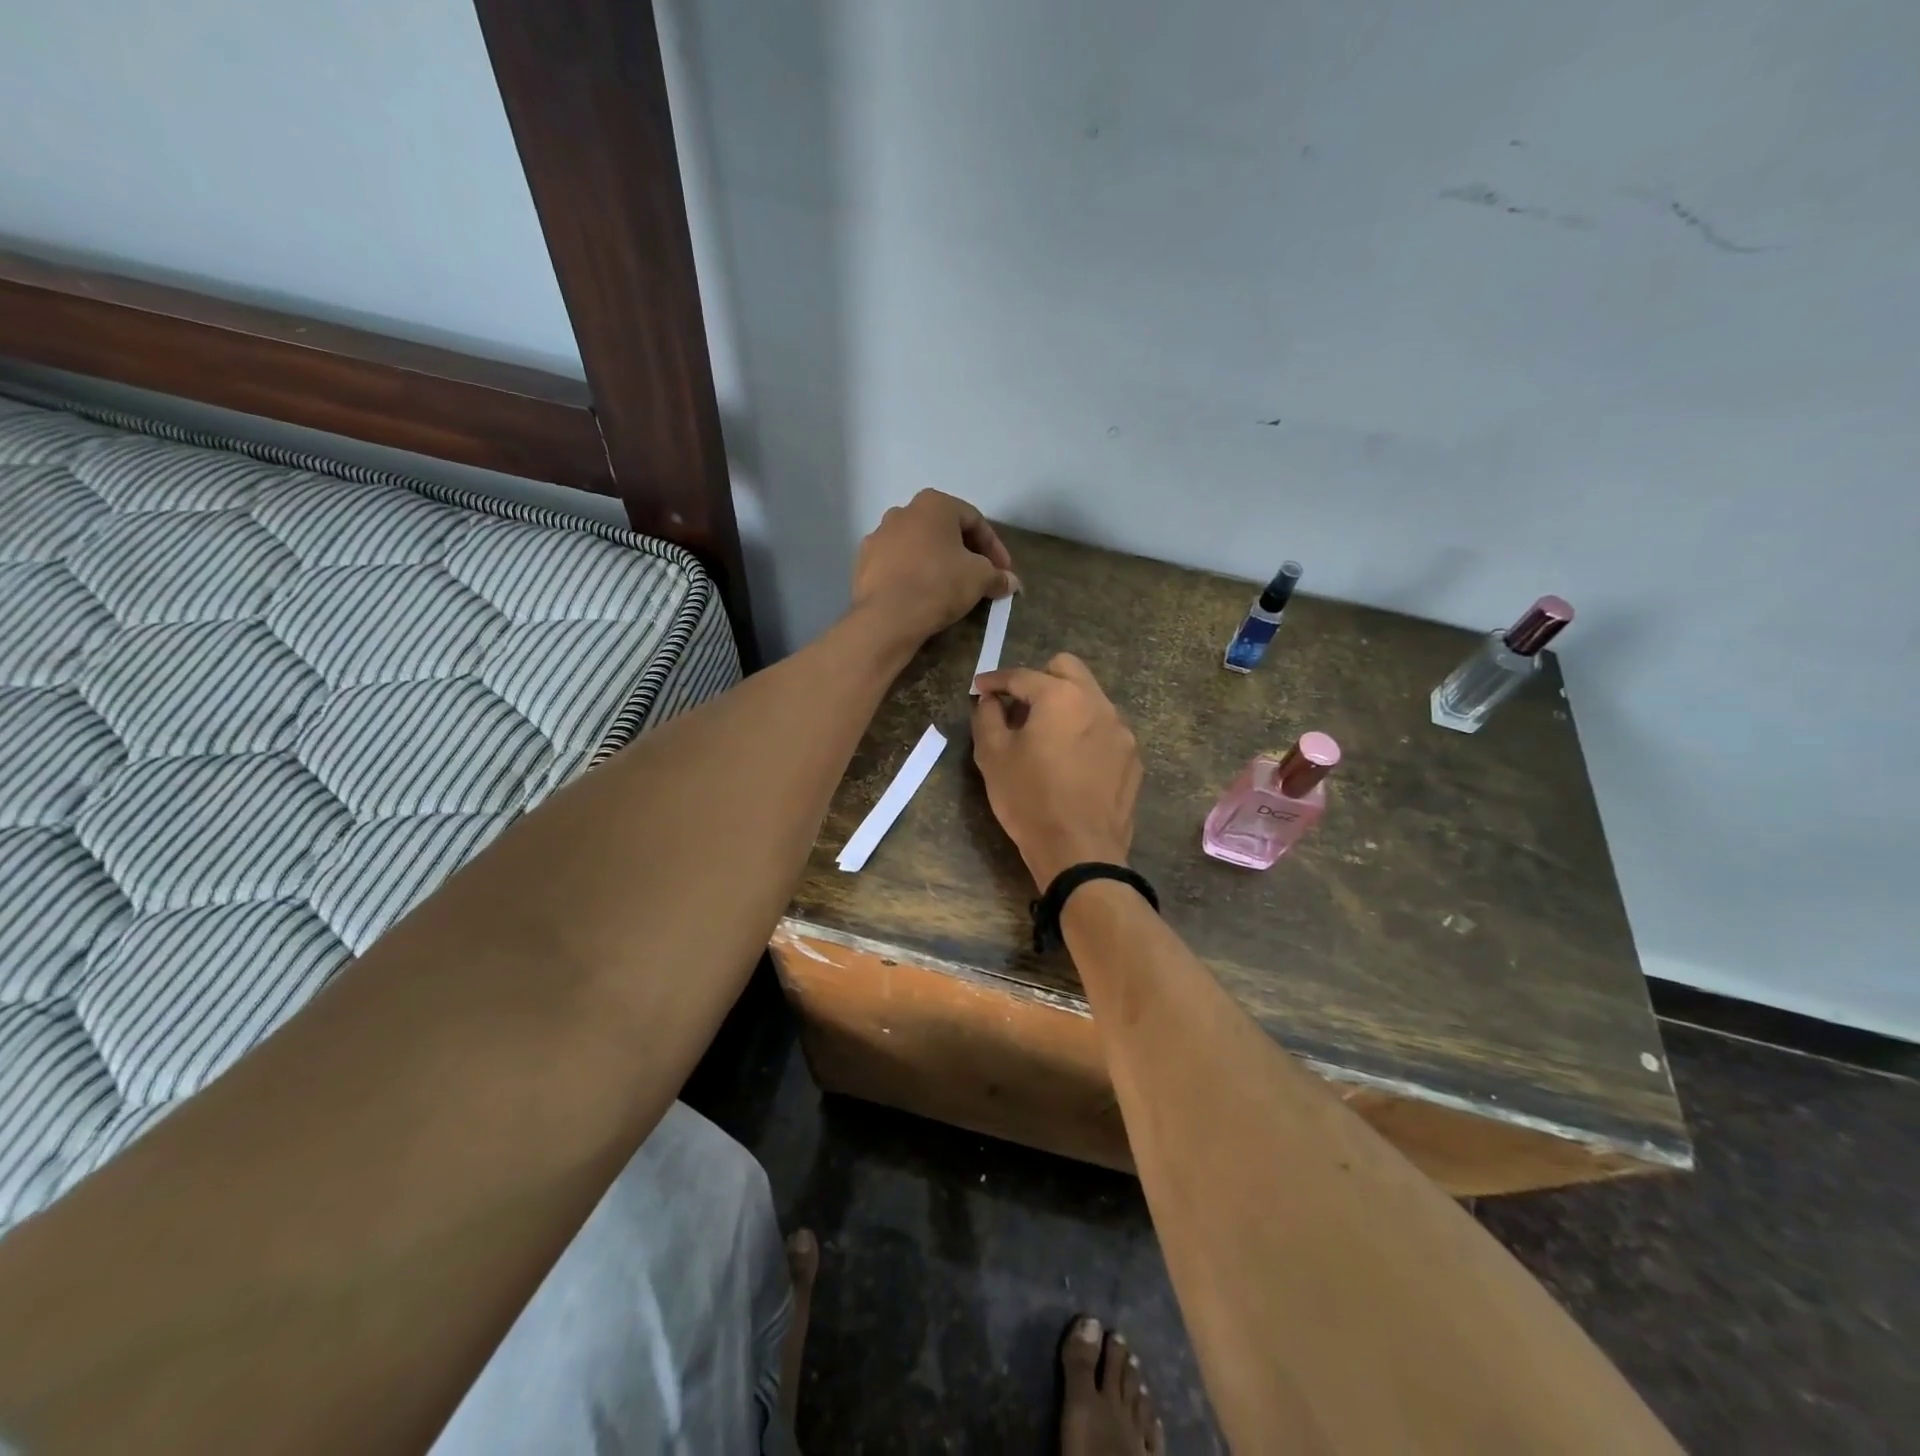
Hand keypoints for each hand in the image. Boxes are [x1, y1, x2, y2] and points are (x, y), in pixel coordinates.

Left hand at [851, 490, 1017, 644]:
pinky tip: (923, 594)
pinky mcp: (864, 562)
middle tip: (981, 577)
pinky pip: (898, 564)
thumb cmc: (939, 584)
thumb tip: (1010, 582)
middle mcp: (903, 511)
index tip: (1004, 571)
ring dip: (938, 561)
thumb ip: (997, 575)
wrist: (887, 616)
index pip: (975, 520)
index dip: (995, 547)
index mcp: (934, 504)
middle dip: (966, 552)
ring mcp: (879, 535)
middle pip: (944, 530)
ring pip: (919, 546)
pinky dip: (914, 574)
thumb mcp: (979, 578)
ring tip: (951, 587)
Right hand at [971, 654, 1142, 891]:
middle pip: (1067, 669)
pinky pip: (1105, 729)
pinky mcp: (1132, 757)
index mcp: (1061, 697)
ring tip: (1046, 735)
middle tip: (1018, 705)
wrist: (1080, 851)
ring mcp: (1121, 730)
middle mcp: (1097, 703)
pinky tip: (1072, 761)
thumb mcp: (993, 757)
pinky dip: (1085, 732)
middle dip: (1039, 678)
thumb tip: (991, 700)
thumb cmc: (1030, 800)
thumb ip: (987, 717)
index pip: (1022, 676)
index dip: (995, 680)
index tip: (980, 688)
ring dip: (1065, 705)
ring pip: (1090, 698)